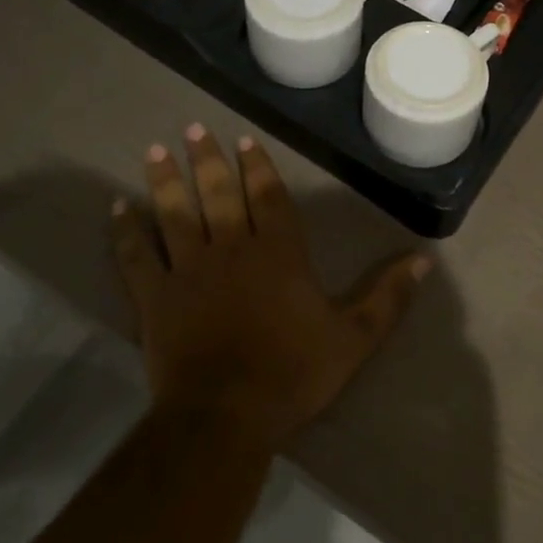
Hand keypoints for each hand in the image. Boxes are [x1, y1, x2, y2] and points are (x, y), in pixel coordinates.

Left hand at [110, 125, 428, 453]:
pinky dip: (126, 230)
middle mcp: (231, 248)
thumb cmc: (293, 372)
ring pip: (176, 213)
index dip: (257, 165)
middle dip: (208, 159)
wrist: (226, 416)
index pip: (268, 196)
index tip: (243, 139)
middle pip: (219, 193)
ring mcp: (189, 270)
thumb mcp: (355, 338)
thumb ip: (388, 297)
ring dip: (166, 179)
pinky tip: (118, 206)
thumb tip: (425, 260)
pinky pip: (137, 256)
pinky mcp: (155, 297)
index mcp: (279, 253)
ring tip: (155, 148)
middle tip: (194, 127)